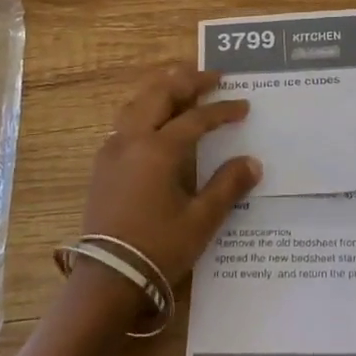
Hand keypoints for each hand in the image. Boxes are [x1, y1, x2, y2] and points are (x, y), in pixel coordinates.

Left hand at [82, 66, 262, 284]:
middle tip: (213, 76)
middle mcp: (132, 140)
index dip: (222, 110)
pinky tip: (154, 120)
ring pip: (136, 103)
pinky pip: (124, 122)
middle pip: (160, 95)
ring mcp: (112, 151)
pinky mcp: (102, 166)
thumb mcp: (201, 219)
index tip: (244, 106)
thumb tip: (252, 162)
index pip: (196, 118)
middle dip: (187, 81)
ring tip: (181, 85)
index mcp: (158, 149)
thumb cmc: (159, 248)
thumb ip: (228, 186)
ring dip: (161, 89)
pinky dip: (144, 109)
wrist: (108, 279)